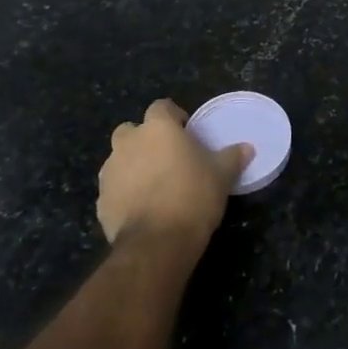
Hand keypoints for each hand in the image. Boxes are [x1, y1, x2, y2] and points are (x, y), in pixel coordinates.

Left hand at [97, 99, 251, 253]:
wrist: (157, 241)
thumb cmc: (193, 196)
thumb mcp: (222, 175)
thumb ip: (232, 157)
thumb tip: (247, 148)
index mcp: (158, 129)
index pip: (161, 107)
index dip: (174, 116)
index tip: (186, 131)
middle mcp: (128, 143)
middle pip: (132, 130)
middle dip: (146, 139)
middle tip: (167, 157)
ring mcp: (110, 171)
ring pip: (119, 159)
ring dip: (133, 165)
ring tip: (154, 185)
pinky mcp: (101, 200)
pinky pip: (114, 188)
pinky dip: (125, 192)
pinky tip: (143, 208)